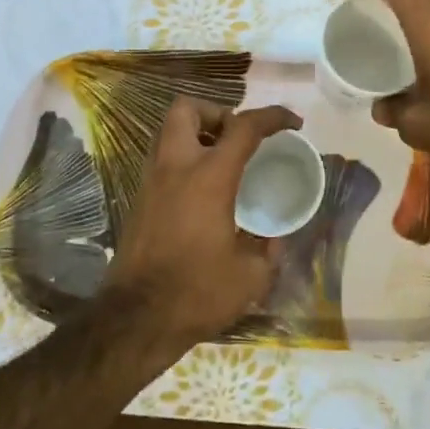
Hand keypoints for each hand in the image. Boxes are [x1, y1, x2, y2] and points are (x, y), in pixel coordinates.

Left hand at [105, 98, 301, 348]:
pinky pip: (161, 161)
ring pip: (167, 132)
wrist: (136, 319)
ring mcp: (150, 182)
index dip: (273, 116)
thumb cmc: (198, 292)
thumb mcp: (251, 276)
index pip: (244, 127)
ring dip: (196, 134)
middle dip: (216, 112)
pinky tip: (200, 193)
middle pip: (186, 109)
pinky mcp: (138, 200)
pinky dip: (183, 161)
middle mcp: (175, 168)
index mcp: (209, 177)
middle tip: (237, 138)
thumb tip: (274, 239)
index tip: (293, 123)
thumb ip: (268, 249)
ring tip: (221, 162)